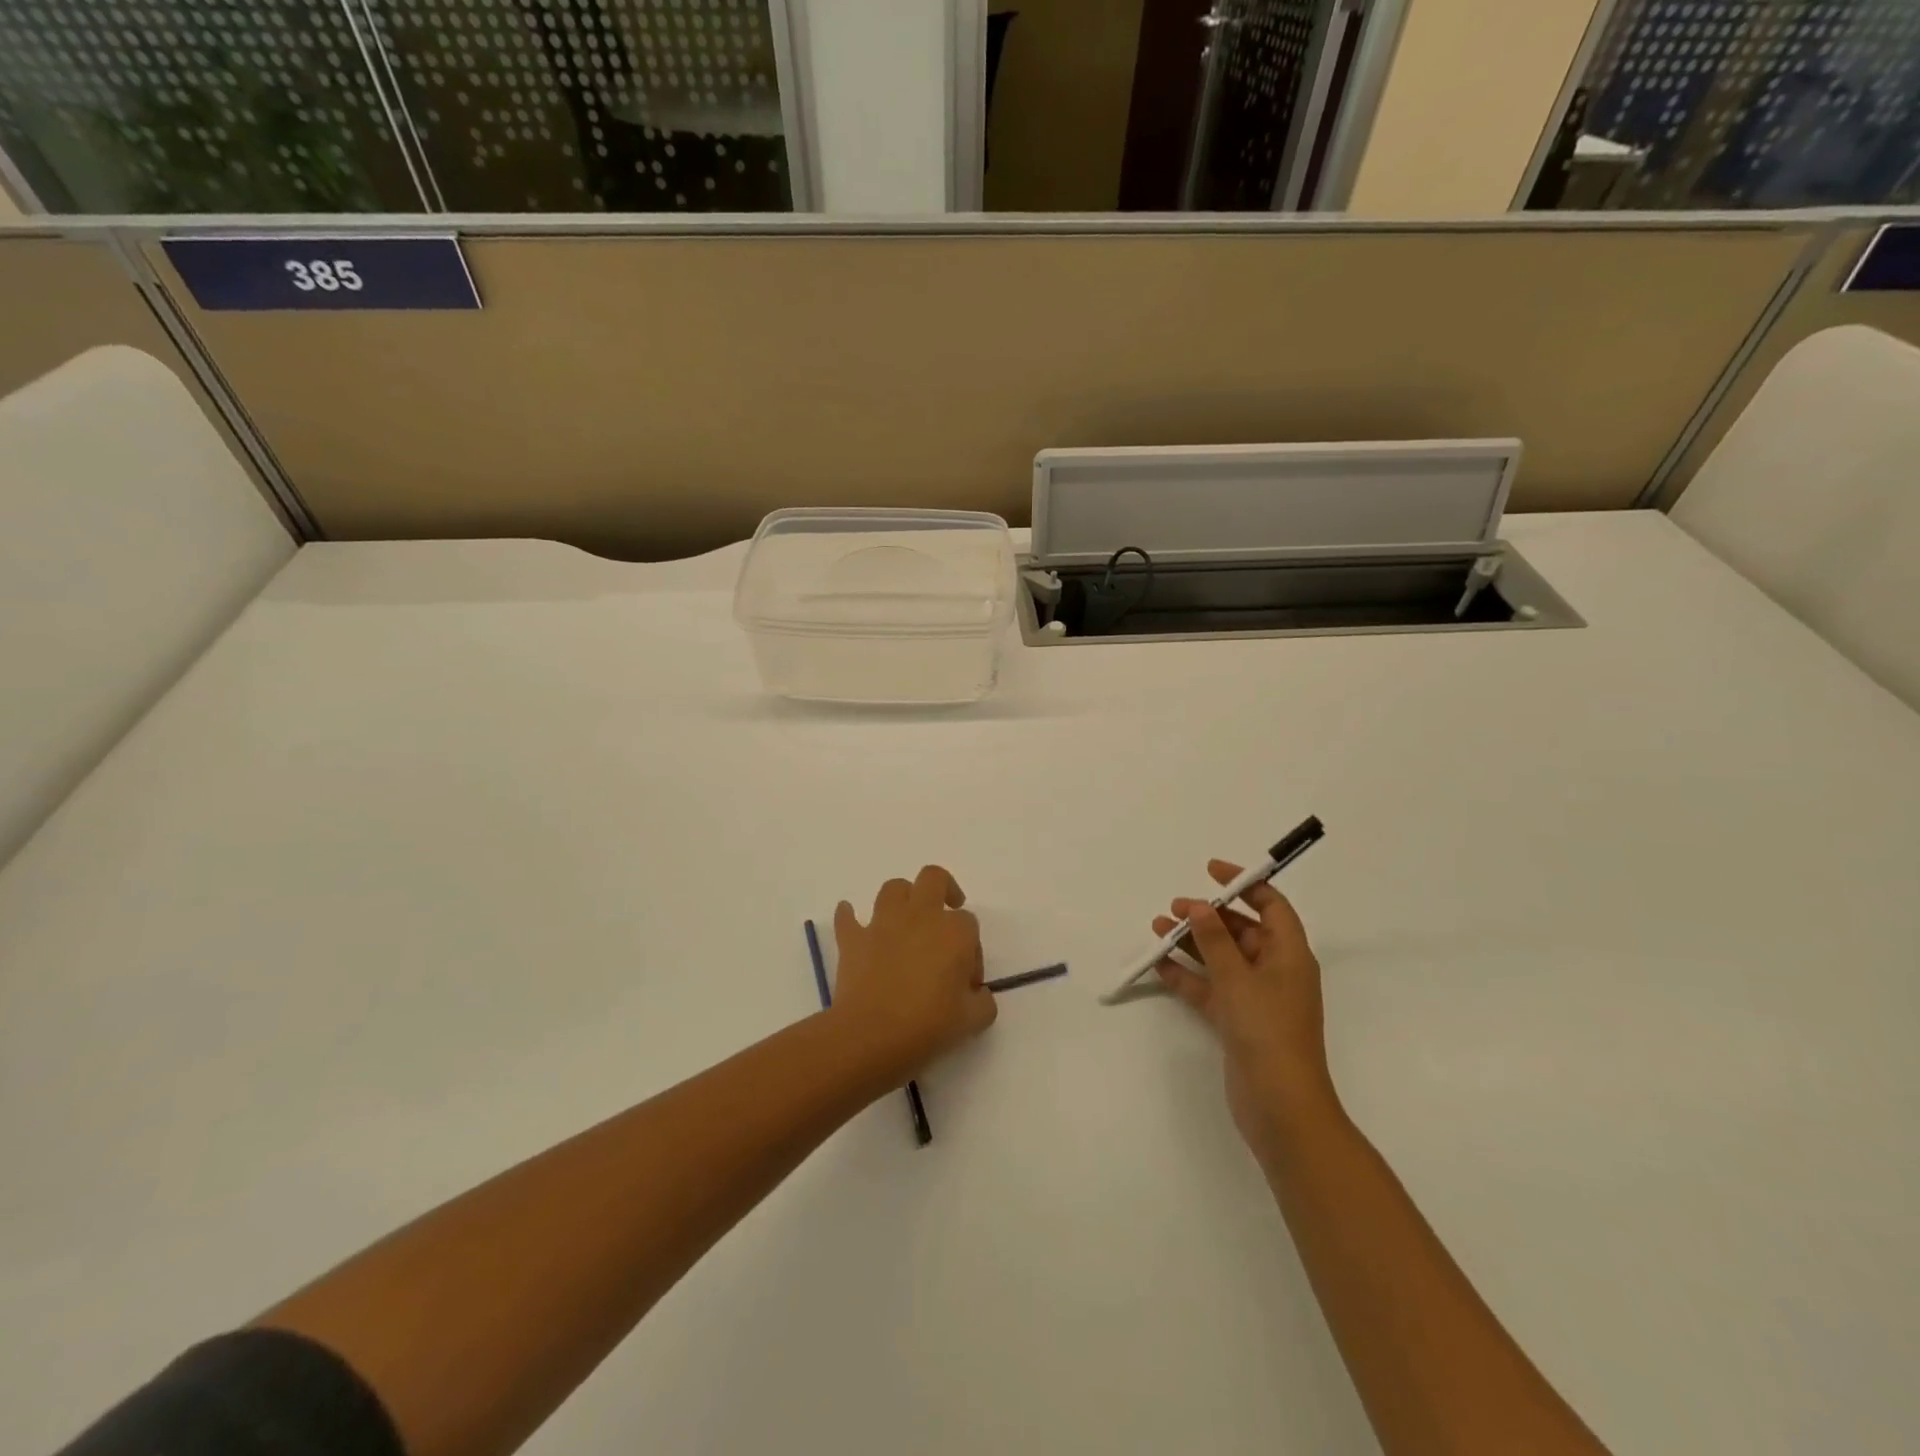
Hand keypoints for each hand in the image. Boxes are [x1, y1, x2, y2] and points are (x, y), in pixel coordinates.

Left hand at [832, 865, 997, 1079]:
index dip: (972, 949)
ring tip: (906, 919)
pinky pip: (847, 918)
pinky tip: (852, 921)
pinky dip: (850, 916)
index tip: (967, 980)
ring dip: (902, 898)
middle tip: (947, 909)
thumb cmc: (928, 1025)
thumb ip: (983, 1001)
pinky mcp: (853, 939)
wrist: (872, 1035)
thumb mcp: (973, 1021)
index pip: (969, 924)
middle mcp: (920, 916)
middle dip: (944, 887)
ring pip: (894, 888)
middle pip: (933, 878)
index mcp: (954, 932)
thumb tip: (977, 994)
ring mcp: (883, 924)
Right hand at [1154, 862, 1340, 1161]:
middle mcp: (1275, 971)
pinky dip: (1187, 975)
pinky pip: (1209, 987)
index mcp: (1290, 954)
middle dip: (1208, 916)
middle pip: (1241, 931)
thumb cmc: (1268, 1031)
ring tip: (1157, 928)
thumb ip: (1214, 939)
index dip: (1245, 884)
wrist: (1280, 1106)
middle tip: (1173, 908)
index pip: (1271, 905)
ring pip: (1221, 959)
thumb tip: (1198, 905)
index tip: (1211, 871)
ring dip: (1192, 943)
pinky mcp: (1237, 1021)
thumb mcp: (1238, 978)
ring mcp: (1255, 998)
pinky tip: (1159, 963)